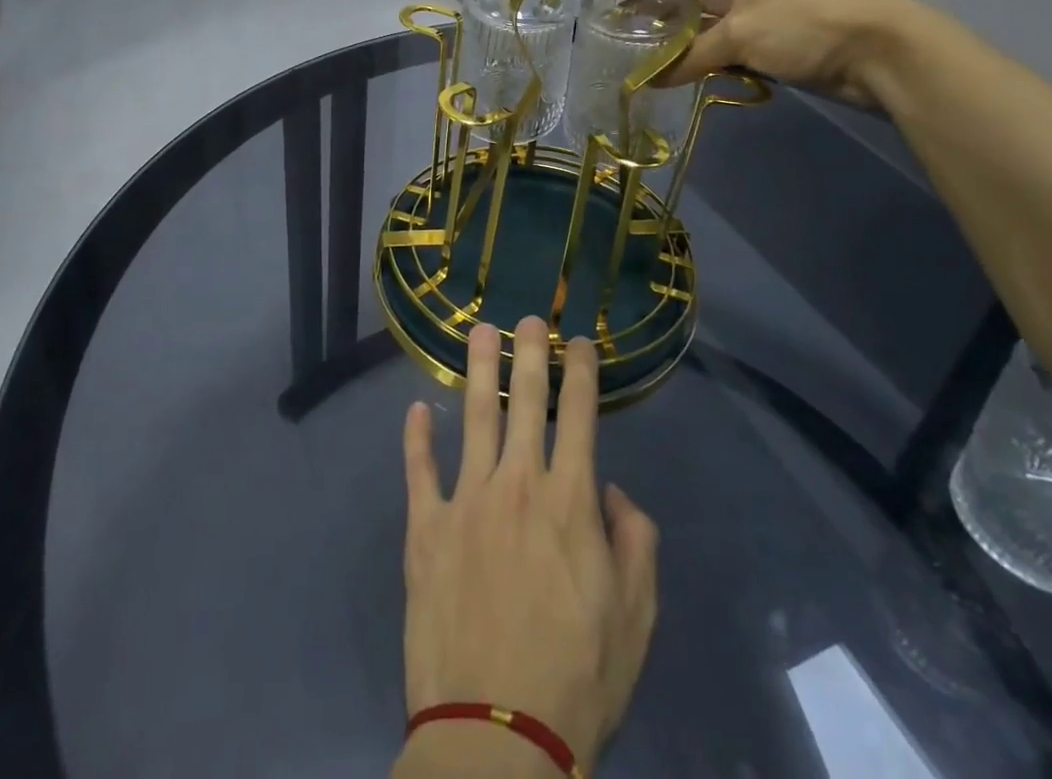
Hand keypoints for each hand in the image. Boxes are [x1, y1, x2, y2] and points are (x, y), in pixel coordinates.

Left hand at [396, 317, 658, 776]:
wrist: (497, 735)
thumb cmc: (577, 677)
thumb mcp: (636, 617)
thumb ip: (634, 541)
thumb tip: (609, 490)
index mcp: (569, 501)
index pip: (580, 415)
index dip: (582, 370)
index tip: (579, 338)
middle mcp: (517, 484)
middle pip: (524, 400)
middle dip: (528, 351)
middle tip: (527, 316)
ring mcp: (466, 501)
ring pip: (472, 417)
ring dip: (476, 369)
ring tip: (477, 331)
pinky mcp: (425, 528)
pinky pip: (419, 470)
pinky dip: (416, 437)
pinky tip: (415, 409)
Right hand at [626, 0, 907, 102]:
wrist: (880, 51)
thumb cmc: (804, 21)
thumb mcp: (741, 35)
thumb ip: (690, 55)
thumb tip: (649, 81)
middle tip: (614, 12)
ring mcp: (764, 0)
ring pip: (709, 11)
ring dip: (679, 27)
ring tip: (635, 38)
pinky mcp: (775, 30)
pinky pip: (727, 34)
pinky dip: (703, 47)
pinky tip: (674, 59)